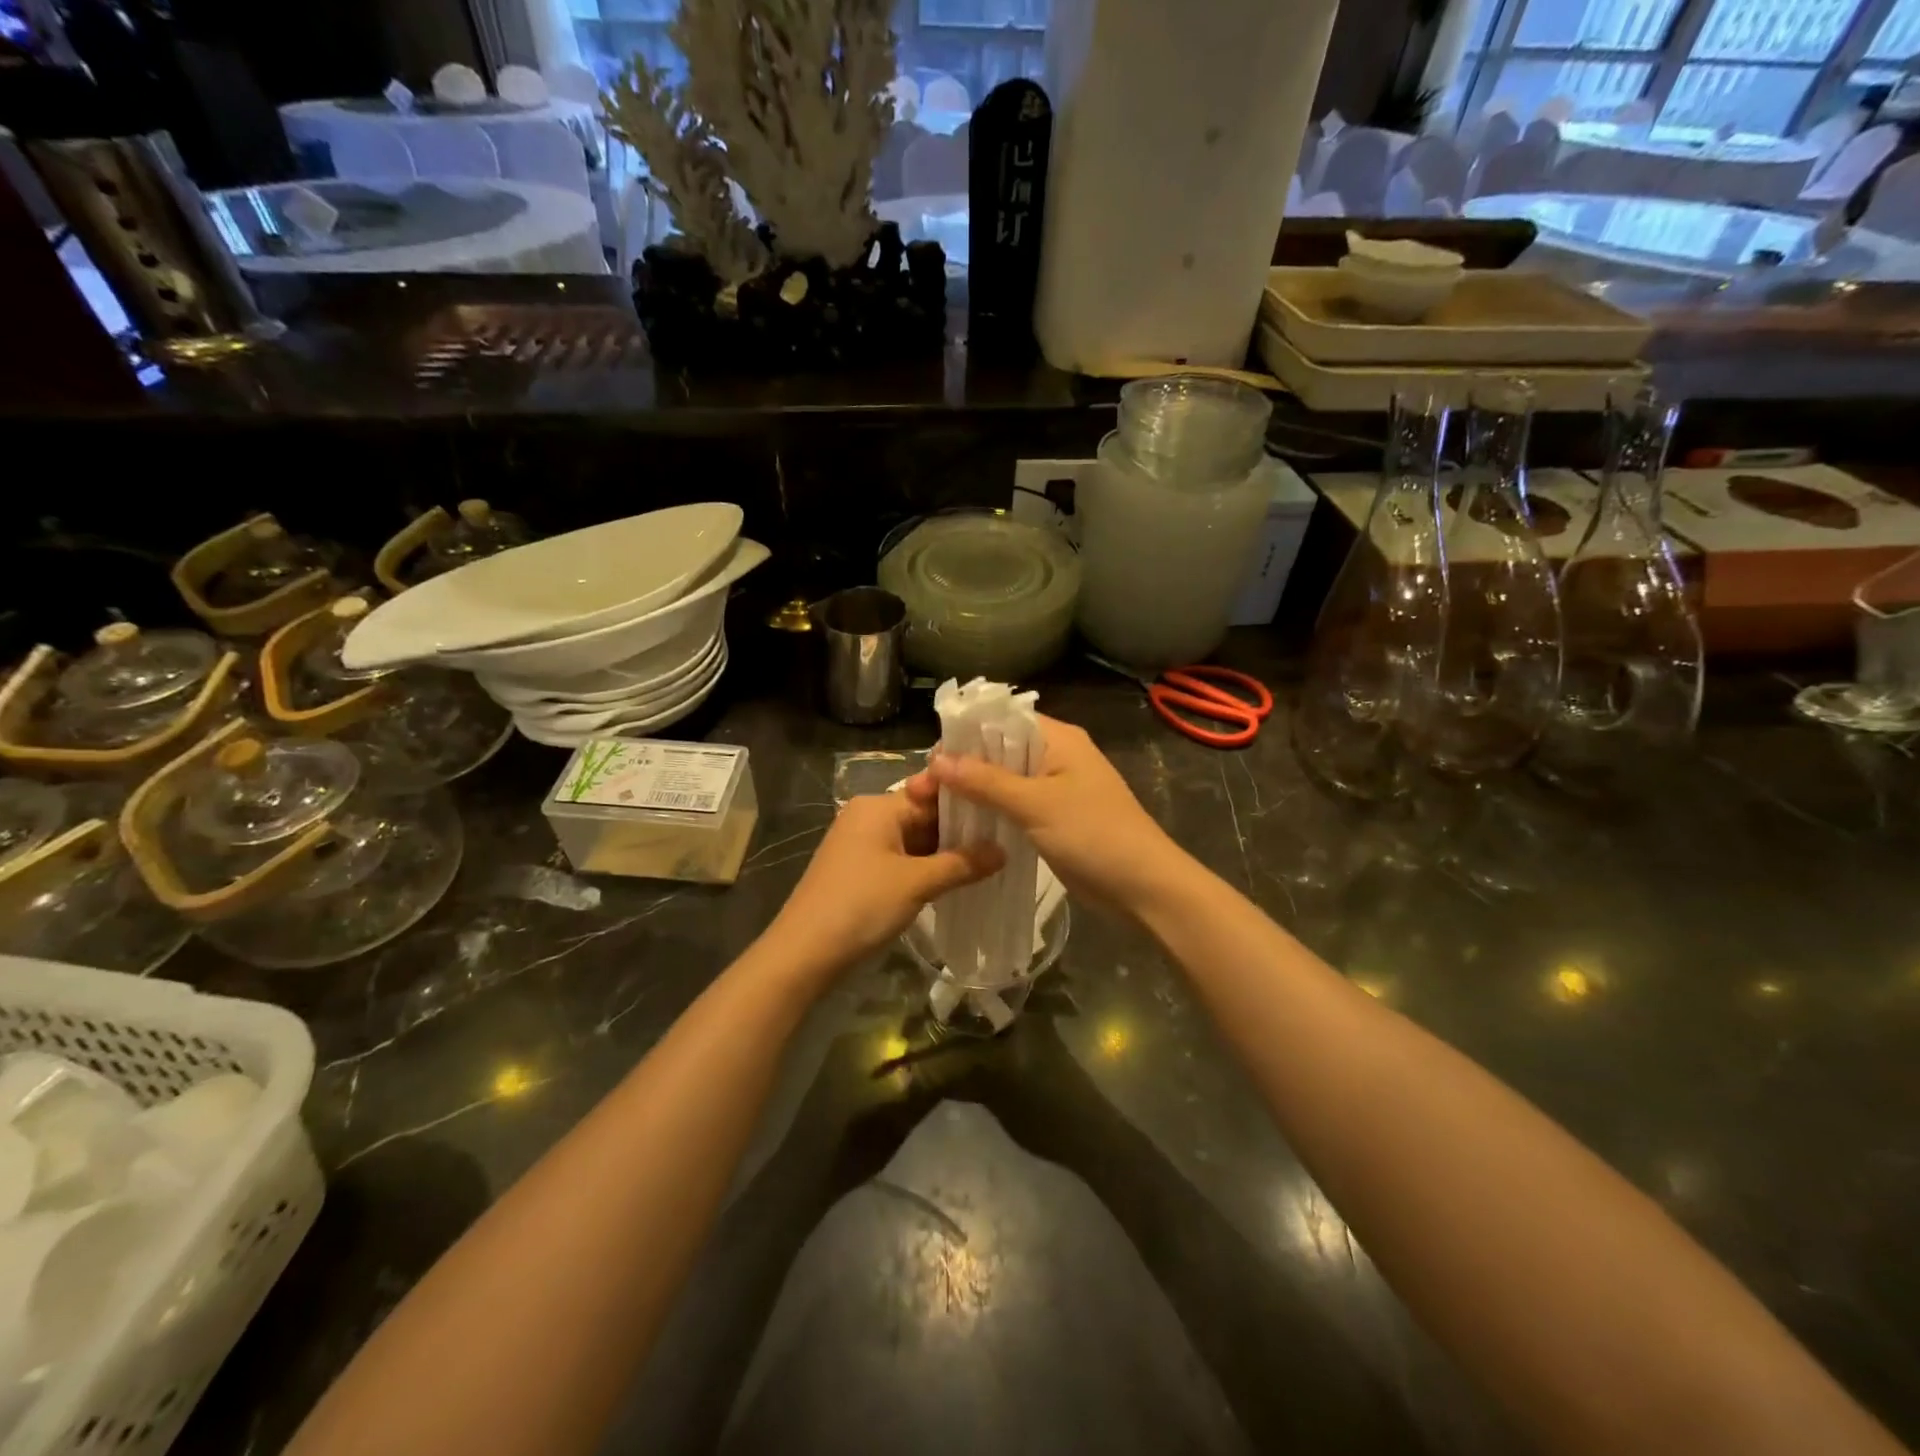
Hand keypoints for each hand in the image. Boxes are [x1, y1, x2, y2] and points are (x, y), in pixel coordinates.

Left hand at [770, 791, 1002, 980]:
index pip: (932, 792)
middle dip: (960, 830)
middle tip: (1005, 838)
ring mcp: (861, 844)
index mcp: (878, 806)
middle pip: (924, 815)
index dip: (968, 802)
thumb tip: (1003, 851)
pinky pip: (901, 858)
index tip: (1004, 809)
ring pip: (914, 839)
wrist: (803, 953)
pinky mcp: (859, 869)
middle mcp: (868, 816)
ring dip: (945, 852)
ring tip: (990, 859)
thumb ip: (962, 864)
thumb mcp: (916, 883)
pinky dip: (926, 867)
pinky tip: (956, 878)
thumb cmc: (861, 905)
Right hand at [911, 715, 1183, 914]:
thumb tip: (937, 760)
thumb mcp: (1036, 804)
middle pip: (999, 750)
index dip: (964, 734)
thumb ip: (986, 781)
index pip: (1001, 720)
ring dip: (973, 791)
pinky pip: (1014, 805)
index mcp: (1058, 738)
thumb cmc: (1094, 835)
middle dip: (962, 766)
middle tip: (920, 789)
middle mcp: (1056, 755)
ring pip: (1004, 780)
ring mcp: (1056, 788)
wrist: (1143, 888)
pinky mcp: (1054, 817)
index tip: (929, 759)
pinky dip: (990, 811)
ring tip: (931, 806)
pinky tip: (961, 824)